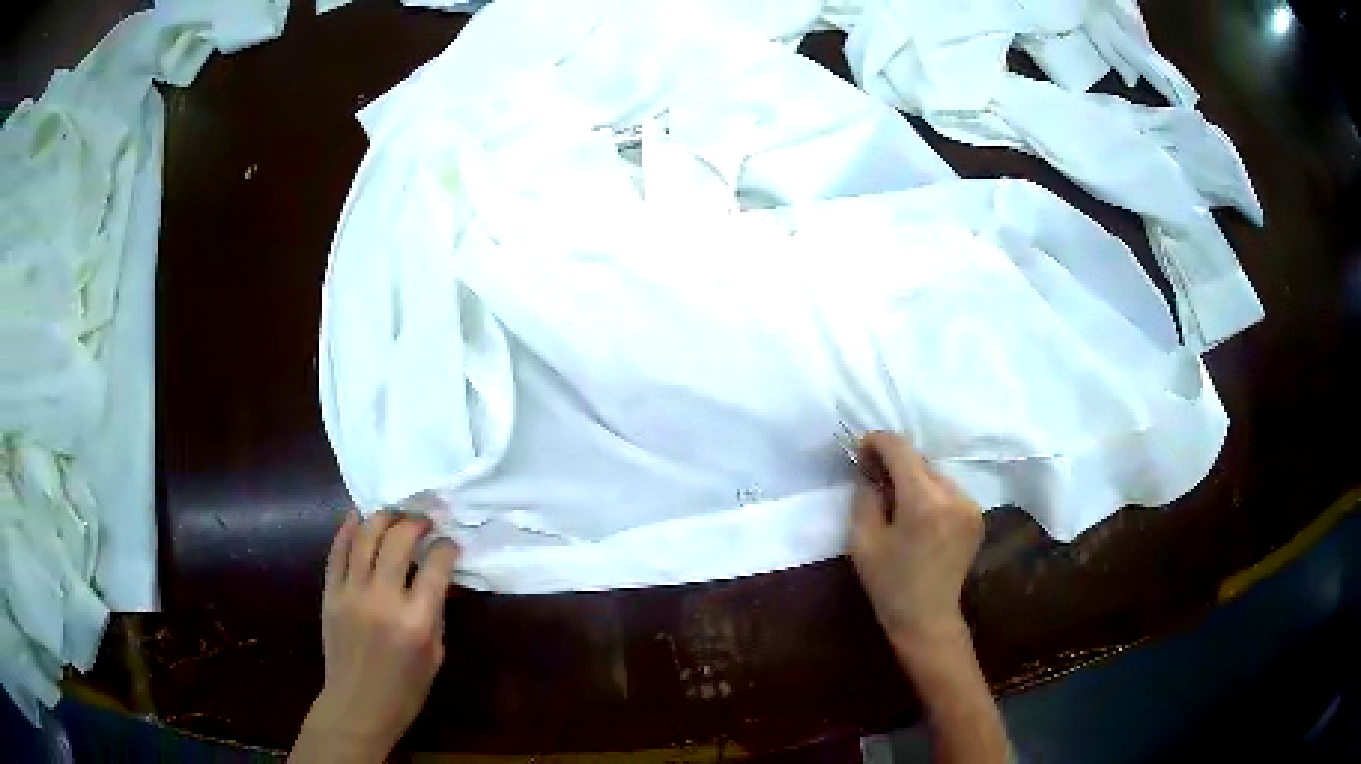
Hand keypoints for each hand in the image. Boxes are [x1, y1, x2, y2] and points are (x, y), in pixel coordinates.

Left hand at [291, 511, 459, 763]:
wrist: (358, 705)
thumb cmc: (406, 689)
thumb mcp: (435, 654)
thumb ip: (435, 611)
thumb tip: (437, 576)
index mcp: (416, 621)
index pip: (436, 566)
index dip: (447, 548)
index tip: (451, 544)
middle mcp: (382, 600)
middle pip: (398, 541)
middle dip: (416, 523)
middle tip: (425, 522)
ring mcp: (351, 593)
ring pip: (365, 537)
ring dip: (384, 518)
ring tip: (396, 515)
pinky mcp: (330, 593)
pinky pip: (338, 551)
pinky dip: (349, 528)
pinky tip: (359, 516)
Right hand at [848, 431, 983, 649]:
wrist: (928, 619)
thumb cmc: (890, 585)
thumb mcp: (863, 542)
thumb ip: (865, 497)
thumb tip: (870, 471)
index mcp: (925, 502)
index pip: (902, 450)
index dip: (878, 441)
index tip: (860, 448)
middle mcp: (954, 496)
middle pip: (921, 460)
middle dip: (895, 461)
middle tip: (872, 474)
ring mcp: (970, 506)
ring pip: (935, 474)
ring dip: (913, 476)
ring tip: (894, 497)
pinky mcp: (977, 516)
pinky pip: (948, 490)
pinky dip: (929, 491)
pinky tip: (917, 513)